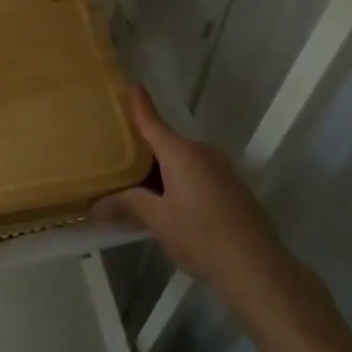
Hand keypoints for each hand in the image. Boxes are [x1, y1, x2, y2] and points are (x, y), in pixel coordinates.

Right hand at [95, 88, 323, 316]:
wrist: (256, 267)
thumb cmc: (201, 235)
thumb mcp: (157, 220)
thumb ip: (127, 205)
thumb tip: (95, 205)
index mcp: (181, 152)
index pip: (152, 121)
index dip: (139, 103)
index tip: (130, 84)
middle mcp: (203, 152)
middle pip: (166, 143)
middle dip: (144, 150)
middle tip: (118, 158)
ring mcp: (222, 169)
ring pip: (183, 161)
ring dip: (163, 170)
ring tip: (140, 186)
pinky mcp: (233, 188)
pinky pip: (198, 174)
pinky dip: (181, 181)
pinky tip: (171, 204)